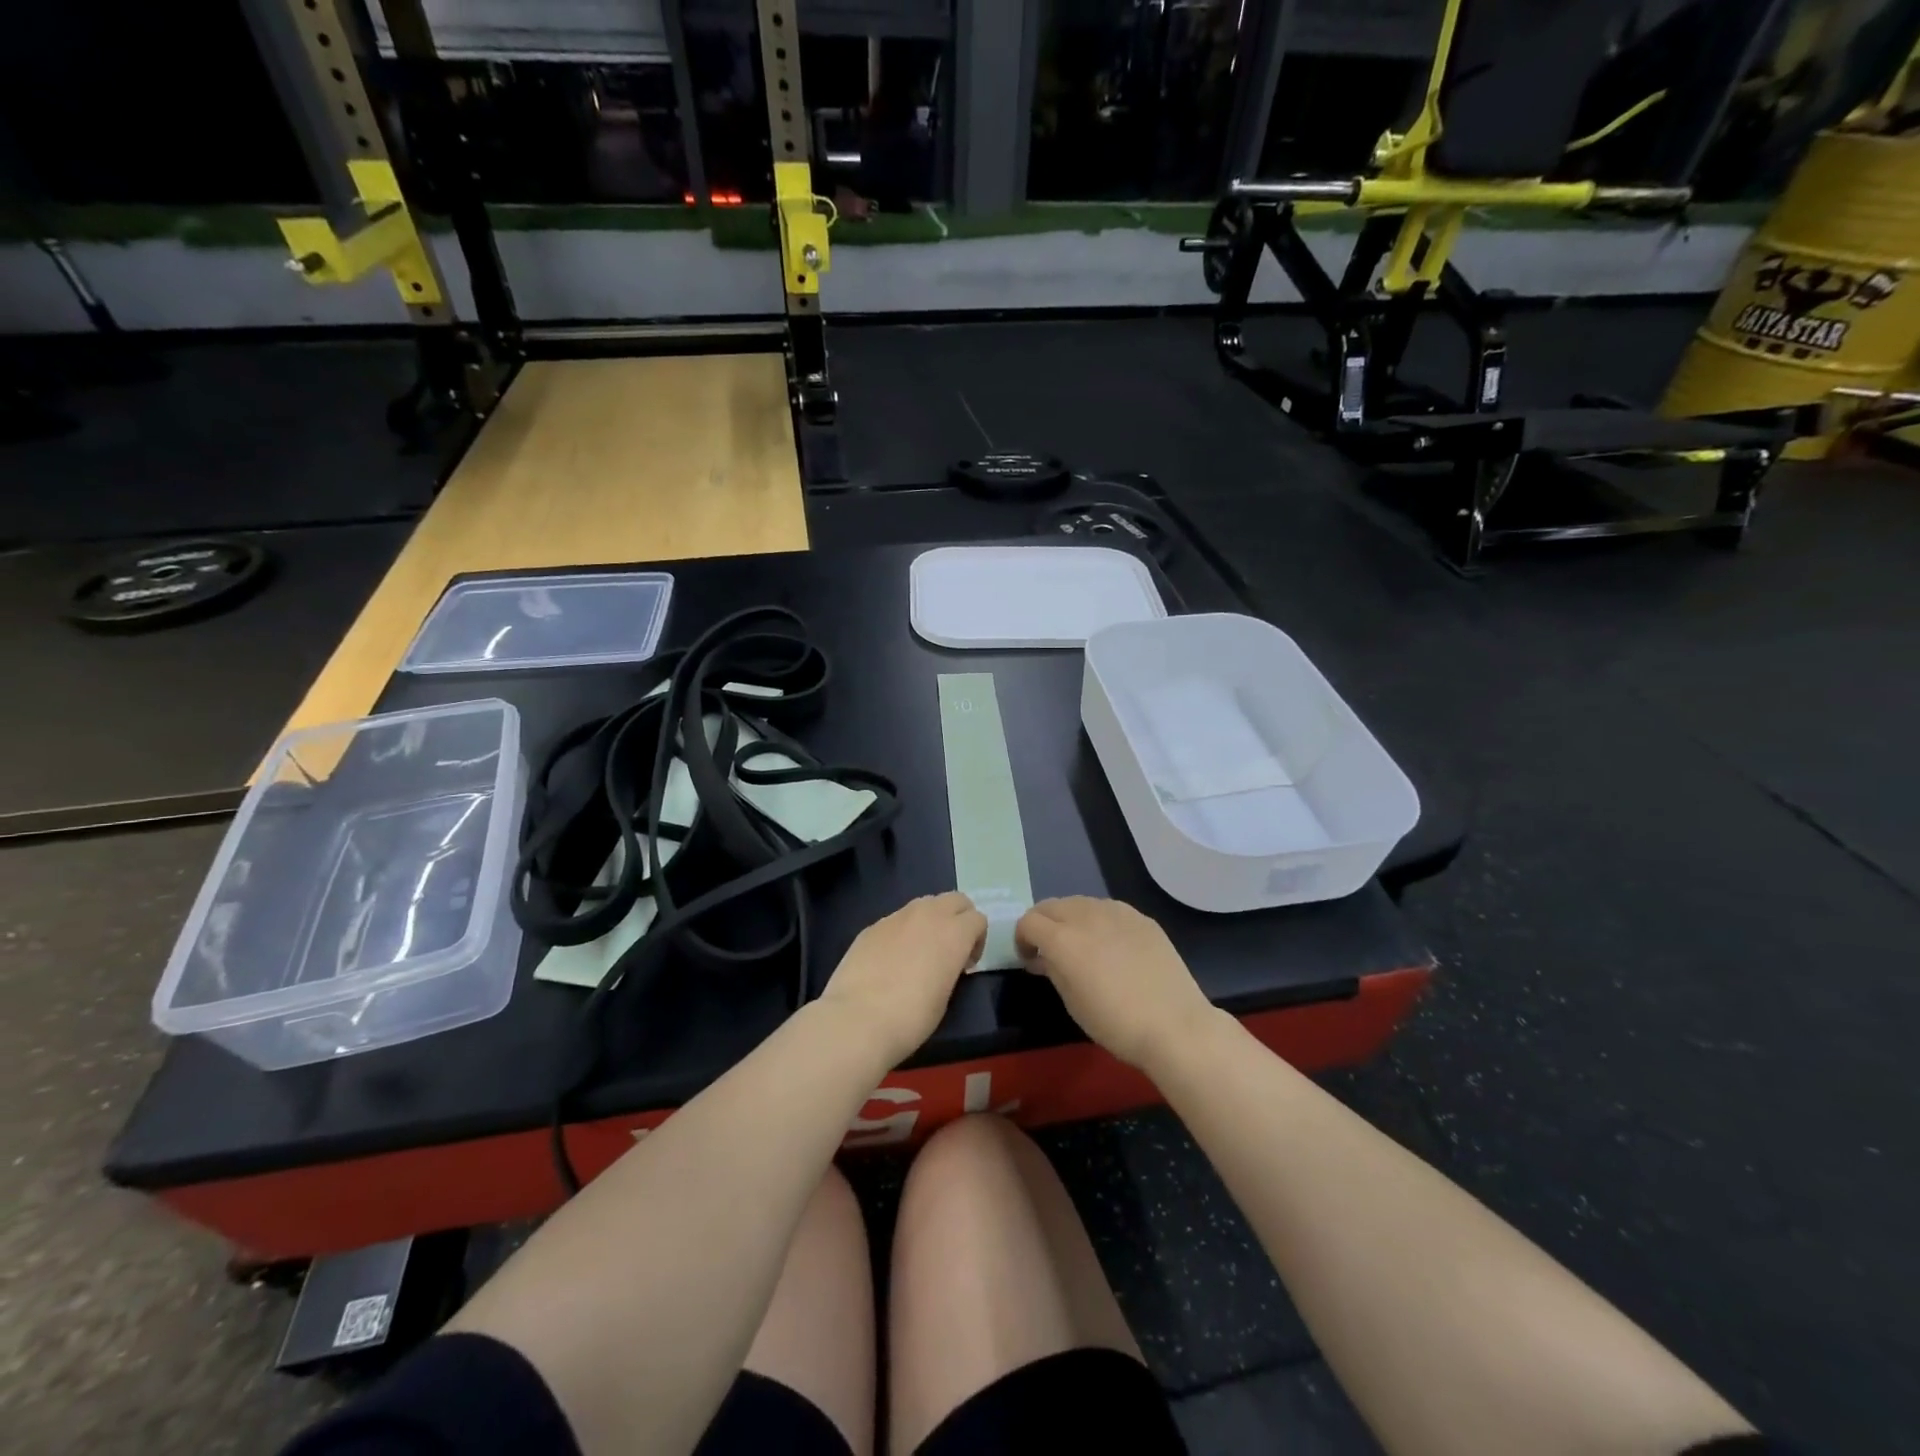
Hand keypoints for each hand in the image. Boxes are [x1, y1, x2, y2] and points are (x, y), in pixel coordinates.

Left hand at [818, 892, 985, 1067]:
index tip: (966, 965)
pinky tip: (891, 960)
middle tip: (950, 949)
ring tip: (920, 951)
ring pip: (925, 904)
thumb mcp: (946, 996)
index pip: (978, 919)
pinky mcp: (872, 926)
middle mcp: (928, 915)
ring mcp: (897, 917)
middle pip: (955, 900)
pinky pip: (897, 919)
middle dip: (959, 918)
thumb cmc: (912, 1017)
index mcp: (954, 933)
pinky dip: (903, 931)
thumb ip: (951, 967)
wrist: (858, 1019)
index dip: (977, 941)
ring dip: (931, 920)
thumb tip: (943, 963)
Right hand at [1015, 897, 1216, 1070]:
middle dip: (1043, 924)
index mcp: (1062, 938)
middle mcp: (1086, 915)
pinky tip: (1112, 946)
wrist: (1174, 1025)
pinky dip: (1098, 921)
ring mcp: (1116, 912)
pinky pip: (1108, 910)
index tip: (1029, 960)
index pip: (1028, 922)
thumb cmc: (1115, 1022)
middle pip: (1051, 905)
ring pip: (1080, 903)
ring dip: (1070, 919)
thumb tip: (1043, 956)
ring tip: (1081, 946)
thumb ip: (1052, 969)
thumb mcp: (1071, 1001)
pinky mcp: (1141, 917)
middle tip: (1049, 951)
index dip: (1022, 939)